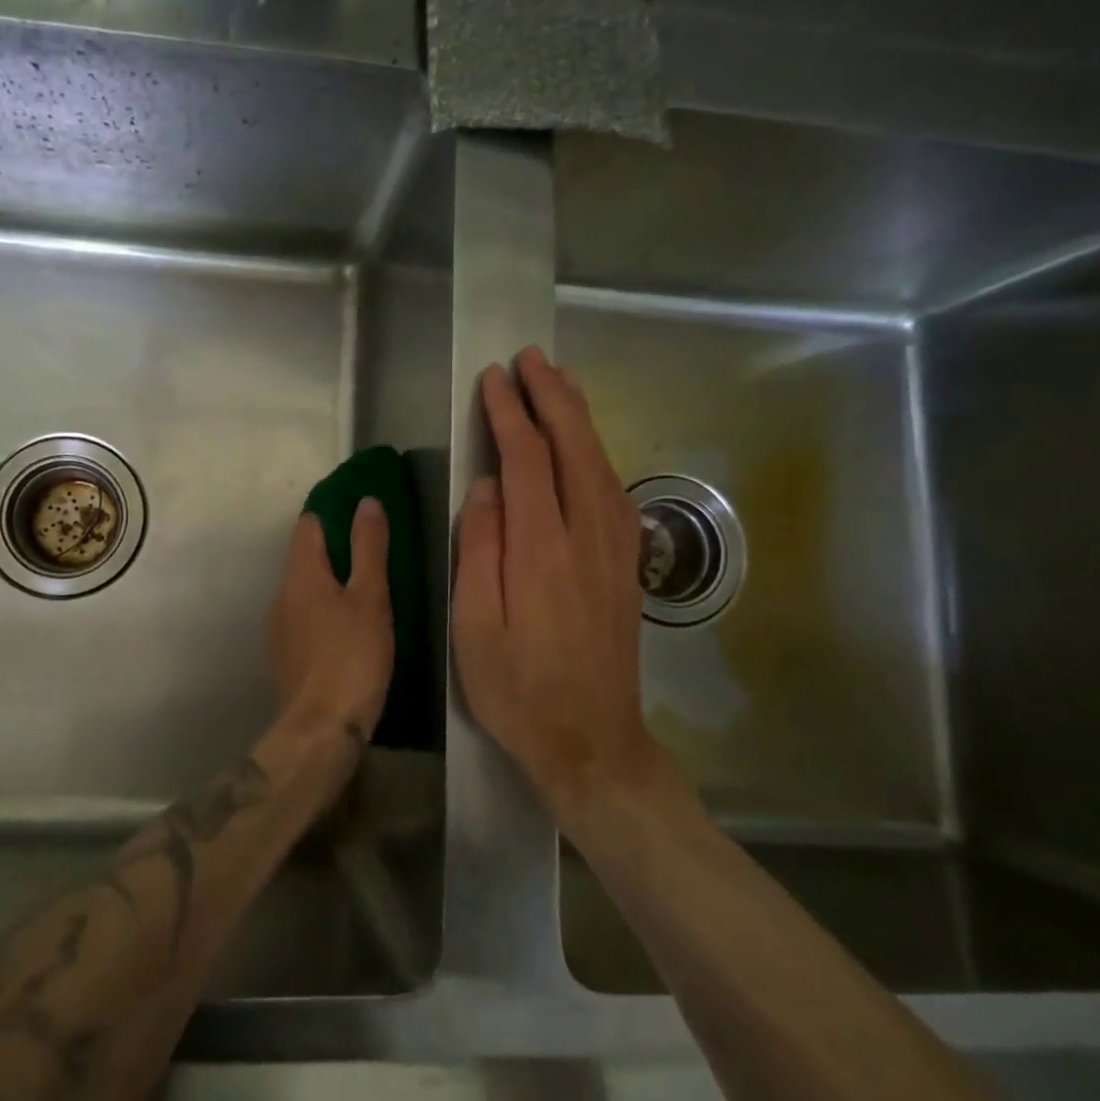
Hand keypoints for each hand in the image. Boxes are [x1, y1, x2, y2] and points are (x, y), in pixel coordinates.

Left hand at [269, 500, 393, 753]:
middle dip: (335, 551)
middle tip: (375, 556)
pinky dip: (324, 613)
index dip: (334, 516)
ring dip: (330, 585)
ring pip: (305, 591)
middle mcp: (281, 595)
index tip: (363, 519)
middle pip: (305, 558)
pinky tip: (349, 631)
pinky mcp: (285, 656)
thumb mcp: (370, 597)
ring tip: (367, 593)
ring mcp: (279, 628)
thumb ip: (368, 548)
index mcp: (300, 575)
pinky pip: (304, 619)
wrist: (321, 729)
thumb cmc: (352, 656)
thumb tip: (366, 502)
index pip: (308, 525)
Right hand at [452, 345, 680, 823]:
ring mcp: (614, 549)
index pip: (527, 459)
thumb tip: (486, 485)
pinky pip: (614, 490)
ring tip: (560, 382)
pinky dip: (598, 452)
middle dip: (551, 397)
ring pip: (600, 463)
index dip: (509, 413)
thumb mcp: (473, 627)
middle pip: (573, 447)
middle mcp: (586, 537)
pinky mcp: (626, 564)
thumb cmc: (518, 689)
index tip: (493, 380)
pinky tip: (586, 444)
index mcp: (540, 550)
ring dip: (579, 417)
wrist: (593, 741)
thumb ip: (479, 548)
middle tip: (531, 358)